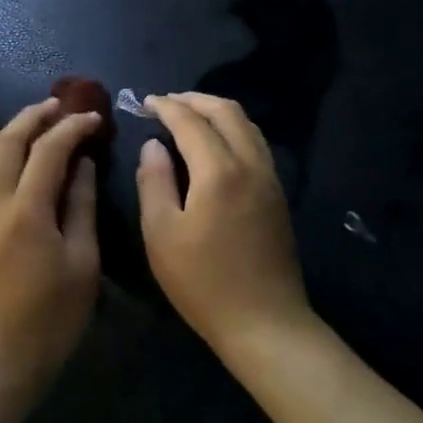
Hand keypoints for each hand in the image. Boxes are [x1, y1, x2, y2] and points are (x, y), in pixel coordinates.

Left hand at [0, 98, 102, 401]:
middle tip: (60, 107)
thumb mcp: (82, 266)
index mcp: (27, 211)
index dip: (73, 127)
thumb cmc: (48, 322)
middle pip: (8, 140)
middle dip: (35, 116)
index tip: (93, 118)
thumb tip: (82, 165)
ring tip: (22, 131)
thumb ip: (81, 208)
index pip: (50, 149)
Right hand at [137, 92, 314, 359]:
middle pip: (227, 111)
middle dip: (194, 100)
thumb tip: (153, 145)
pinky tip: (215, 146)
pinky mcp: (278, 195)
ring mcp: (270, 178)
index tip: (144, 103)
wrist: (265, 322)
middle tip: (166, 103)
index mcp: (219, 171)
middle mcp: (250, 164)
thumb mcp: (161, 234)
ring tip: (189, 117)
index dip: (166, 107)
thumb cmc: (203, 282)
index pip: (190, 121)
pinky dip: (233, 130)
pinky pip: (256, 144)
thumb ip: (154, 181)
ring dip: (217, 112)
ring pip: (247, 125)